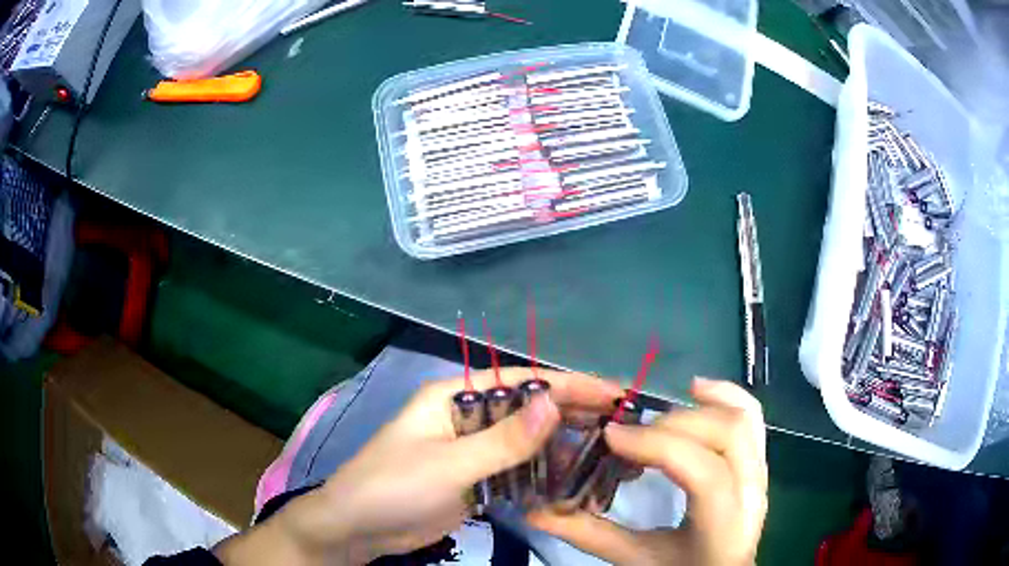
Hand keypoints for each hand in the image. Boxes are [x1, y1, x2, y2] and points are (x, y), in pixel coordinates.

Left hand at [215, 367, 621, 565]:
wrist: (357, 528)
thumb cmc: (393, 487)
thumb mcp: (450, 464)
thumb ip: (505, 438)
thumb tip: (556, 400)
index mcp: (455, 396)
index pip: (523, 382)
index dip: (570, 384)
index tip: (615, 393)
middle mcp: (467, 416)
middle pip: (529, 410)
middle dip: (572, 415)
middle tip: (621, 425)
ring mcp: (472, 450)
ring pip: (527, 442)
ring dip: (562, 447)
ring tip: (607, 453)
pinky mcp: (474, 479)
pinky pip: (517, 470)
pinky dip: (543, 474)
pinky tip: (573, 480)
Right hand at [528, 378, 767, 565]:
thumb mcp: (636, 559)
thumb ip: (589, 535)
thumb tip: (534, 511)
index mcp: (724, 528)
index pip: (705, 473)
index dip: (659, 446)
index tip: (612, 436)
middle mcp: (752, 495)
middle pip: (729, 434)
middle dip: (675, 424)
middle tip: (631, 433)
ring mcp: (761, 475)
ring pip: (744, 419)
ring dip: (700, 406)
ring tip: (659, 409)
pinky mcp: (758, 463)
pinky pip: (753, 417)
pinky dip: (726, 394)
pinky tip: (697, 390)